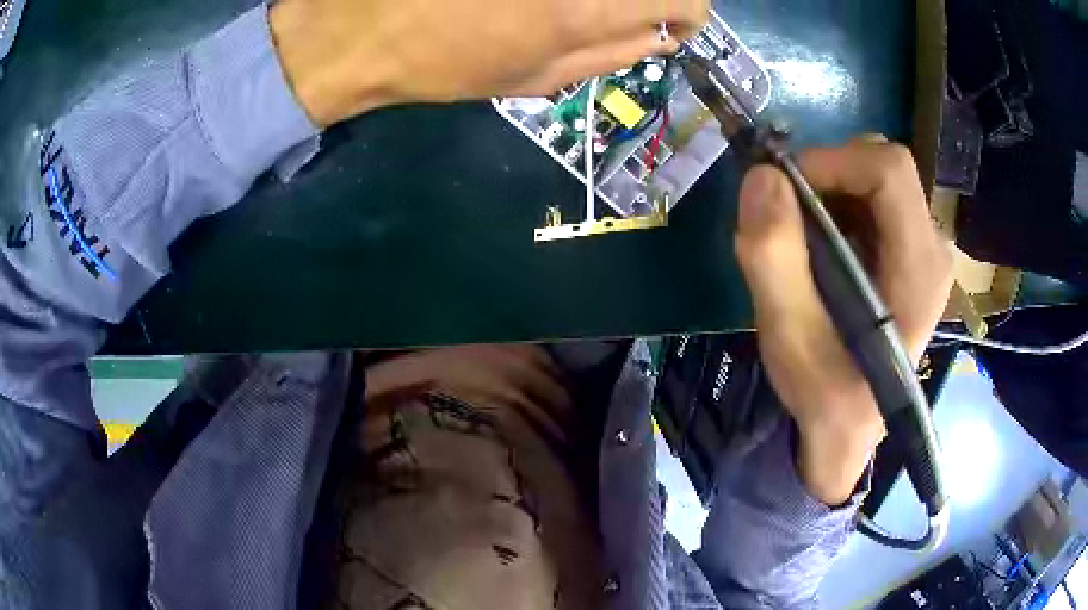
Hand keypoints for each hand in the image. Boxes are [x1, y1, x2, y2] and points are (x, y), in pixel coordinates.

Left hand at [269, 0, 709, 126]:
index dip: (688, 12)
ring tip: (563, 8)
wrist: (362, 29)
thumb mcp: (531, 81)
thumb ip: (608, 57)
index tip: (671, 22)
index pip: (685, 0)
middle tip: (626, 8)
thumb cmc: (441, 65)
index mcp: (582, 12)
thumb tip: (661, 38)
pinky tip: (532, 2)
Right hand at [734, 139, 953, 505]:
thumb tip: (762, 177)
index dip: (831, 161)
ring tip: (799, 238)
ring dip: (827, 191)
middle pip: (883, 166)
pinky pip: (872, 199)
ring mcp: (924, 248)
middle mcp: (932, 248)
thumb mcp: (790, 340)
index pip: (889, 170)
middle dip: (826, 176)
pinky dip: (836, 204)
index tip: (783, 190)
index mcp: (920, 269)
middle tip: (786, 215)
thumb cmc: (825, 397)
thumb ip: (774, 259)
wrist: (847, 430)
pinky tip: (818, 248)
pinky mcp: (909, 252)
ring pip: (874, 178)